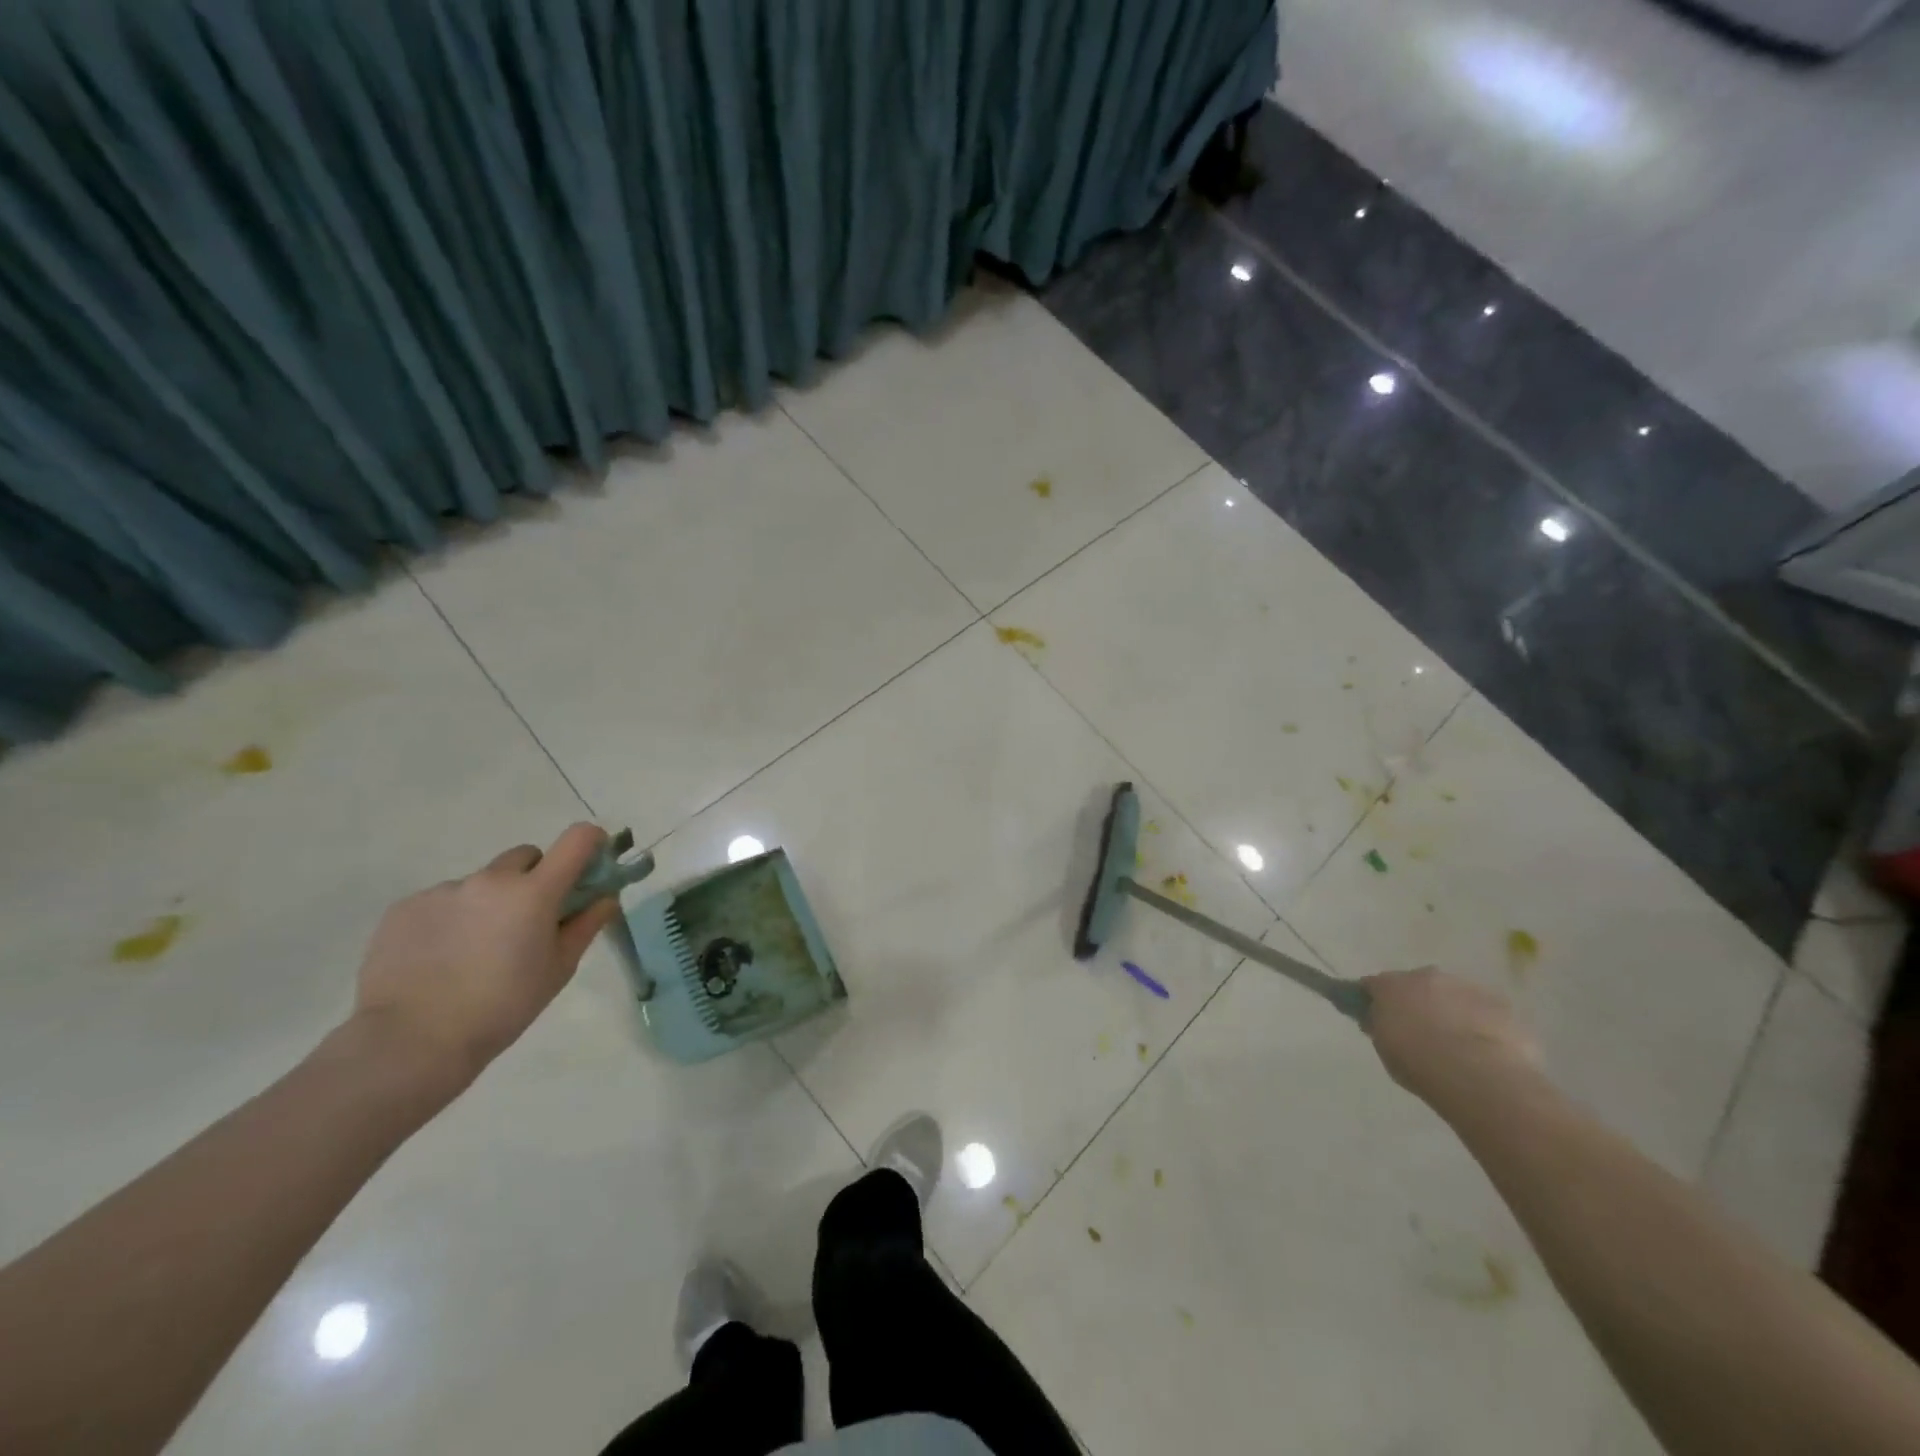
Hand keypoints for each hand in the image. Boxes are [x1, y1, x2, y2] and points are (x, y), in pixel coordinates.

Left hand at [348, 824, 622, 1089]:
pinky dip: (452, 918)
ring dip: (490, 902)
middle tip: (528, 921)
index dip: (591, 842)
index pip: (577, 839)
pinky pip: (443, 901)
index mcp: (534, 892)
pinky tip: (440, 958)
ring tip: (474, 951)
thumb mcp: (558, 969)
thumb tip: (606, 897)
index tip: (591, 863)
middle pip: (526, 857)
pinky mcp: (405, 907)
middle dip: (535, 879)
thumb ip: (586, 925)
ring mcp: (444, 890)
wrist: (410, 1042)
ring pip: (482, 882)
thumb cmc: (502, 1007)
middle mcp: (490, 879)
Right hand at [1361, 967, 1540, 1111]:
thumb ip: (1381, 1026)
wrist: (1478, 1075)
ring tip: (1458, 1045)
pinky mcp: (1501, 1004)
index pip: (1374, 985)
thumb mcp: (1385, 1047)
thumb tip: (1381, 1020)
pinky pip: (1486, 1011)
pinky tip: (1486, 1050)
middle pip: (1417, 985)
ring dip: (1452, 1011)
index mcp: (1391, 985)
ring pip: (1454, 995)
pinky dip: (1482, 1024)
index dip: (1374, 1000)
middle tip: (1421, 1032)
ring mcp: (1466, 987)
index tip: (1377, 1017)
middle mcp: (1426, 976)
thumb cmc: (1419, 1062)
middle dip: (1418, 1002)